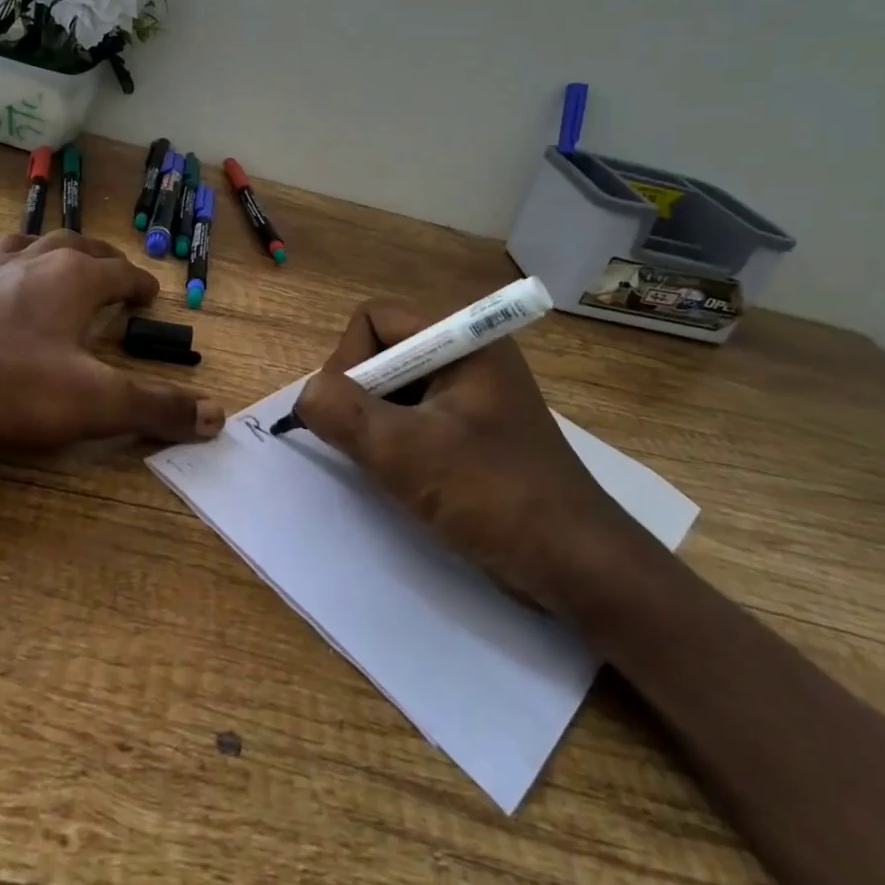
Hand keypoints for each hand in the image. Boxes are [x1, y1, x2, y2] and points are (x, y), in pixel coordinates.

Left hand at [0, 230, 224, 447]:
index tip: (151, 293)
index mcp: (73, 279)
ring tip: (53, 258)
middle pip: (74, 245)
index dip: (139, 283)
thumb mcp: (95, 403)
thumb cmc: (9, 385)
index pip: (119, 272)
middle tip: (112, 269)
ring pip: (21, 244)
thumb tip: (218, 416)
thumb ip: (157, 408)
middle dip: (99, 257)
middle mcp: (30, 261)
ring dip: (44, 249)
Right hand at [294, 300, 649, 613]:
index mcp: (464, 340)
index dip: (349, 360)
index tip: (353, 416)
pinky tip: (407, 478)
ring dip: (377, 424)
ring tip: (388, 467)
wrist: (578, 566)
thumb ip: (343, 413)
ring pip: (396, 388)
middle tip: (368, 445)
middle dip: (362, 396)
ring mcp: (475, 394)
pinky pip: (416, 416)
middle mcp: (469, 355)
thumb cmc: (494, 497)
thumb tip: (306, 395)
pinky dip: (397, 441)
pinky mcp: (475, 430)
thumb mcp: (405, 453)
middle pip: (383, 351)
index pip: (375, 318)